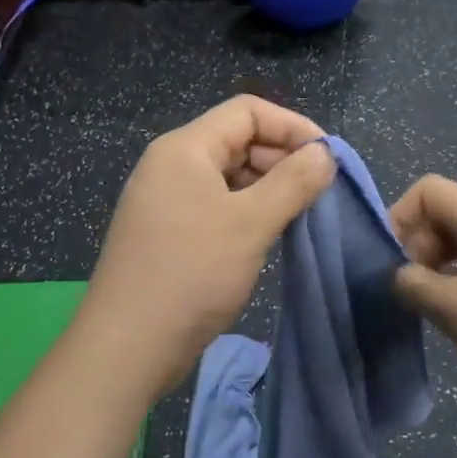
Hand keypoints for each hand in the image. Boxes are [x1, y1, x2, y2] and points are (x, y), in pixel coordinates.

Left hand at [79, 96, 335, 393]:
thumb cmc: (191, 274)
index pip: (247, 111)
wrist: (129, 346)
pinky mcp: (170, 232)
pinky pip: (217, 205)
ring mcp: (167, 200)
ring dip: (268, 188)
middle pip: (238, 140)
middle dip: (283, 159)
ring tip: (300, 215)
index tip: (328, 160)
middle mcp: (172, 165)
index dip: (293, 126)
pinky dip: (248, 211)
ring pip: (230, 175)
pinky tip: (270, 234)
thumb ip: (293, 182)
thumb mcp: (250, 223)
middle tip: (319, 192)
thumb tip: (325, 154)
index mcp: (185, 148)